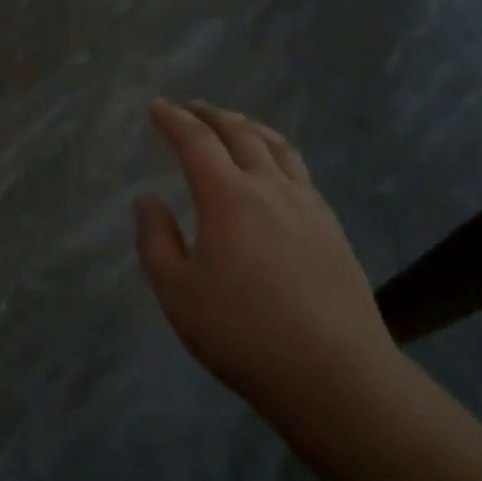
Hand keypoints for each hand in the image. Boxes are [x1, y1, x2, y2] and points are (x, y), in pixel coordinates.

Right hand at [134, 100, 406, 430]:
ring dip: (249, 126)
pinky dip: (278, 153)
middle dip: (211, 115)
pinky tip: (276, 170)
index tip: (157, 107)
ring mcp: (307, 205)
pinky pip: (300, 171)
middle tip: (191, 109)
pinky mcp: (331, 226)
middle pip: (240, 133)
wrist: (335, 374)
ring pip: (277, 146)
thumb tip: (147, 199)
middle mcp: (270, 187)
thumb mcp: (178, 293)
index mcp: (228, 197)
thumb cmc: (243, 334)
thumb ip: (156, 240)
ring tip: (234, 124)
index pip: (196, 141)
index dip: (174, 120)